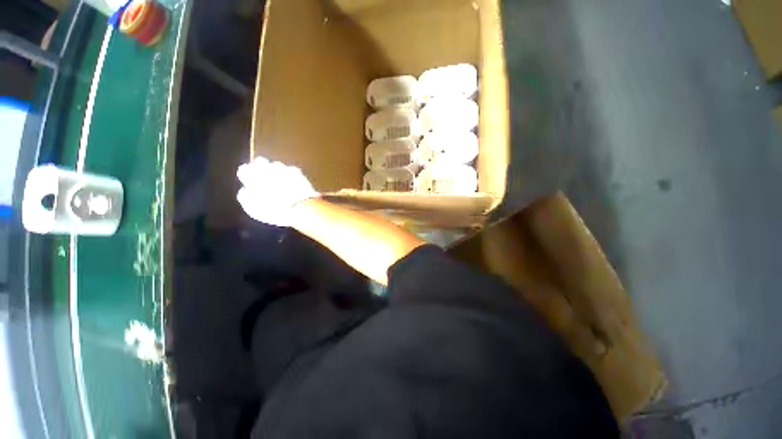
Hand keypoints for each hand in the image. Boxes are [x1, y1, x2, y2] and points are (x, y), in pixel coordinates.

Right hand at [237, 156, 318, 226]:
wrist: (300, 206)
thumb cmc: (273, 209)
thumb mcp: (254, 209)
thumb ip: (245, 197)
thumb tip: (243, 191)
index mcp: (254, 176)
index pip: (243, 169)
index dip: (245, 176)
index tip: (247, 182)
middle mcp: (267, 167)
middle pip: (259, 162)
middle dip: (258, 169)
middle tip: (261, 181)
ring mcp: (282, 167)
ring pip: (274, 165)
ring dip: (273, 172)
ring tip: (277, 186)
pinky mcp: (295, 170)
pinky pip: (287, 170)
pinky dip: (287, 176)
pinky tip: (289, 186)